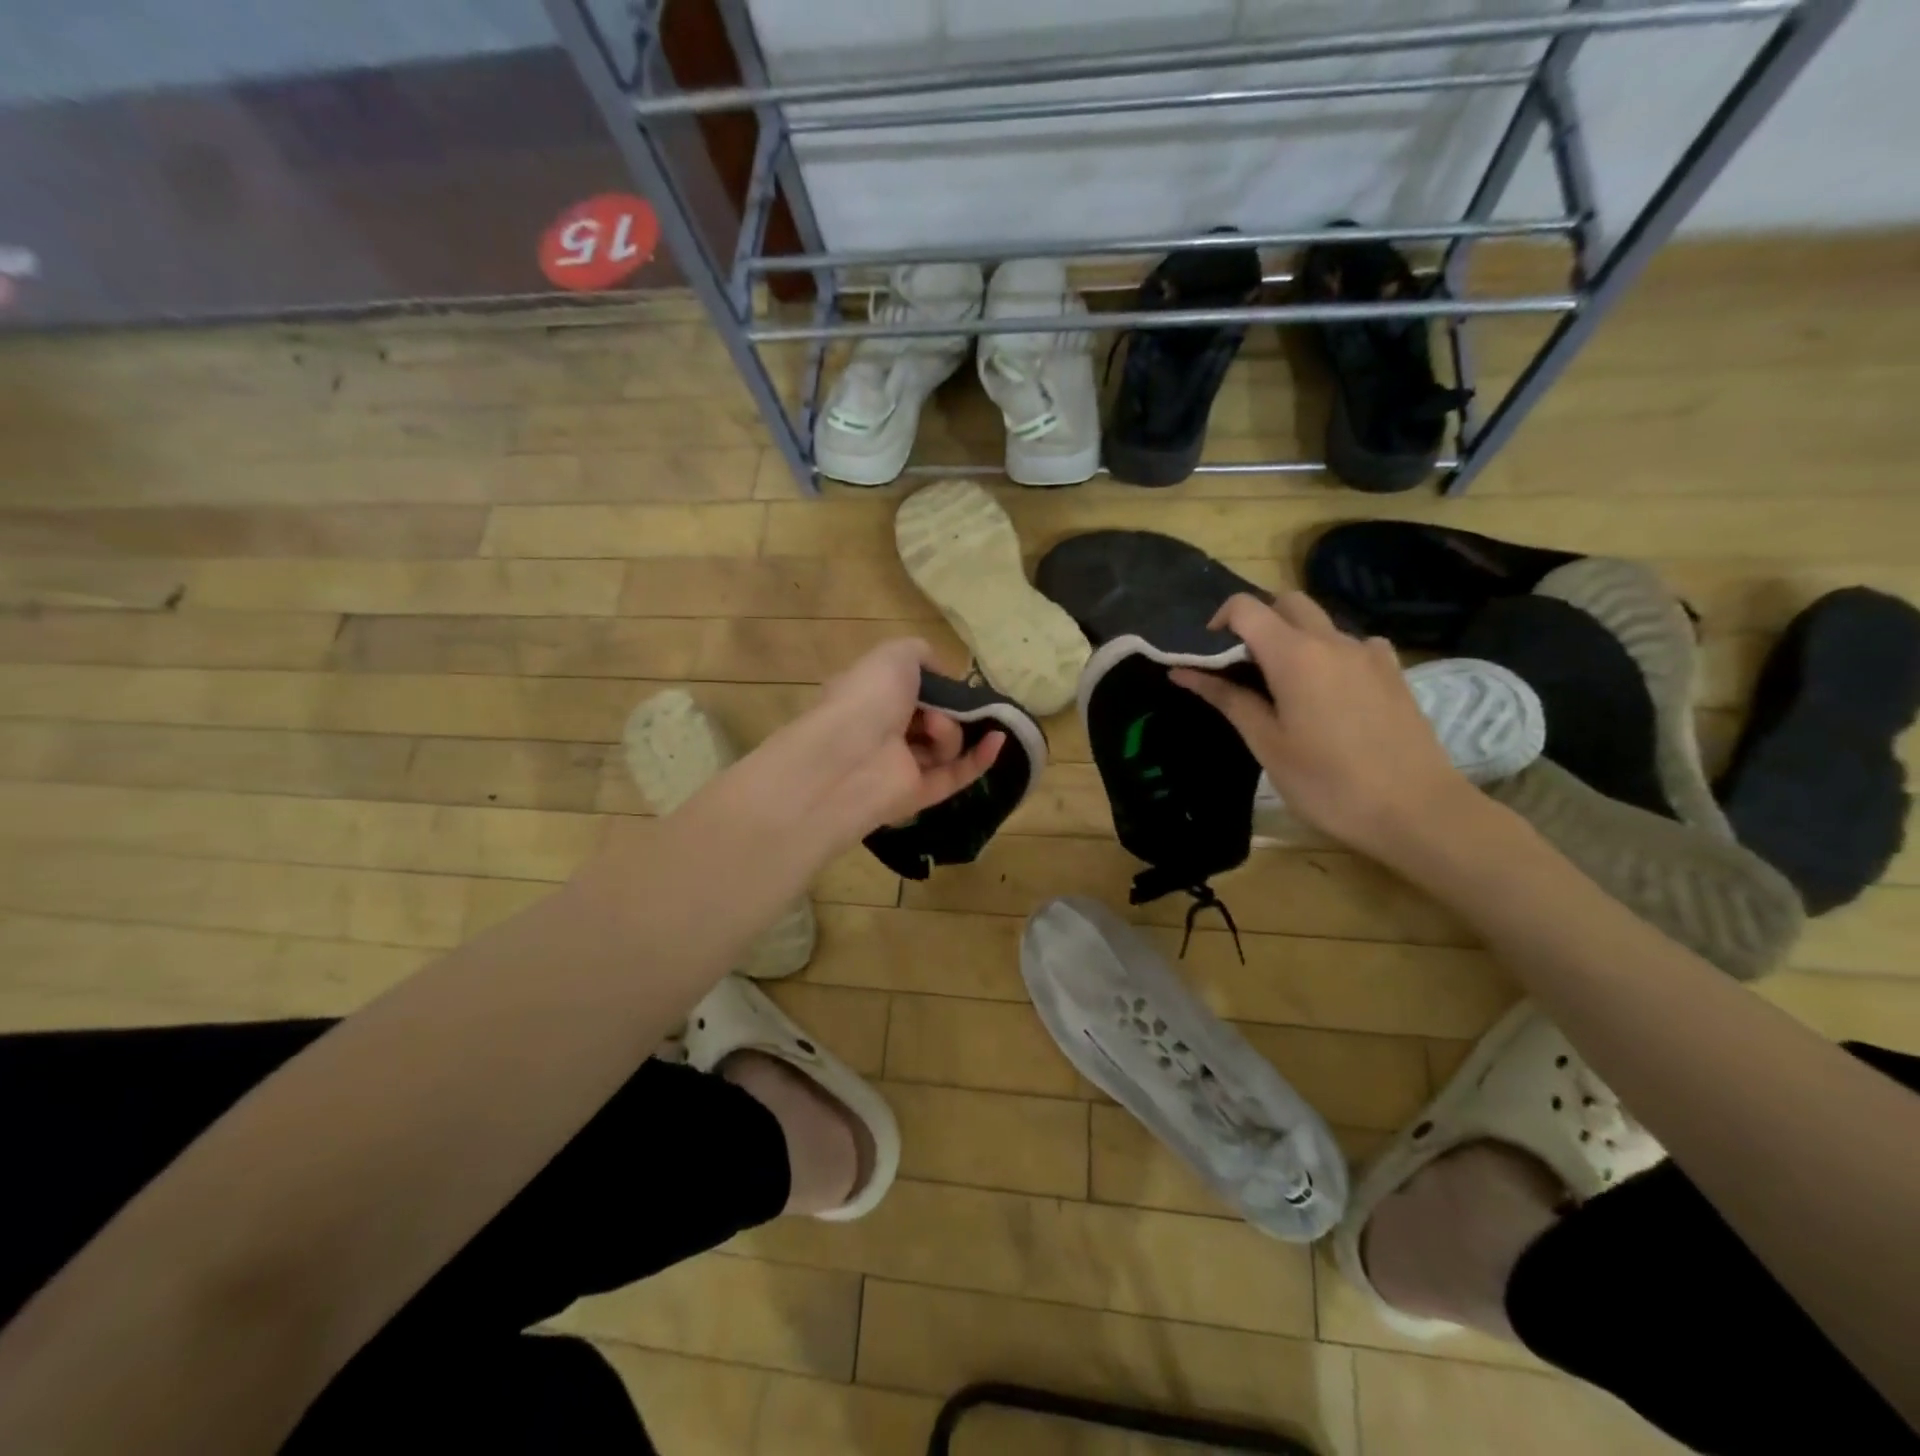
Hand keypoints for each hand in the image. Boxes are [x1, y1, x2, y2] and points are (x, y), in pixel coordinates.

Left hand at [786, 638, 1004, 841]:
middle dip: (945, 709)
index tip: (950, 682)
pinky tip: (998, 739)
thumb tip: (943, 673)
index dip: (934, 685)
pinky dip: (979, 758)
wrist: (852, 756)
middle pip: (933, 719)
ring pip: (946, 746)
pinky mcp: (919, 795)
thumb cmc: (868, 697)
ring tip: (934, 727)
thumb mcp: (895, 655)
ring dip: (951, 732)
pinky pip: (957, 775)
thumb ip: (922, 654)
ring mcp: (900, 766)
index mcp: (870, 698)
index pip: (911, 691)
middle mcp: (883, 733)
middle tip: (940, 707)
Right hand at [1170, 592, 1471, 857]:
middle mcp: (1333, 641)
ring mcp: (1369, 653)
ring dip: (1294, 638)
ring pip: (1321, 623)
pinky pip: (1353, 645)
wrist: (1417, 810)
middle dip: (1258, 621)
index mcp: (1294, 655)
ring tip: (1285, 688)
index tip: (1210, 655)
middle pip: (1287, 603)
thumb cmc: (1327, 783)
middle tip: (1244, 666)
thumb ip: (1228, 699)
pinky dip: (1330, 654)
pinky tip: (1331, 693)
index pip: (1247, 608)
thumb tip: (1184, 672)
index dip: (1220, 620)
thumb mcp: (1267, 744)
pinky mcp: (1393, 671)